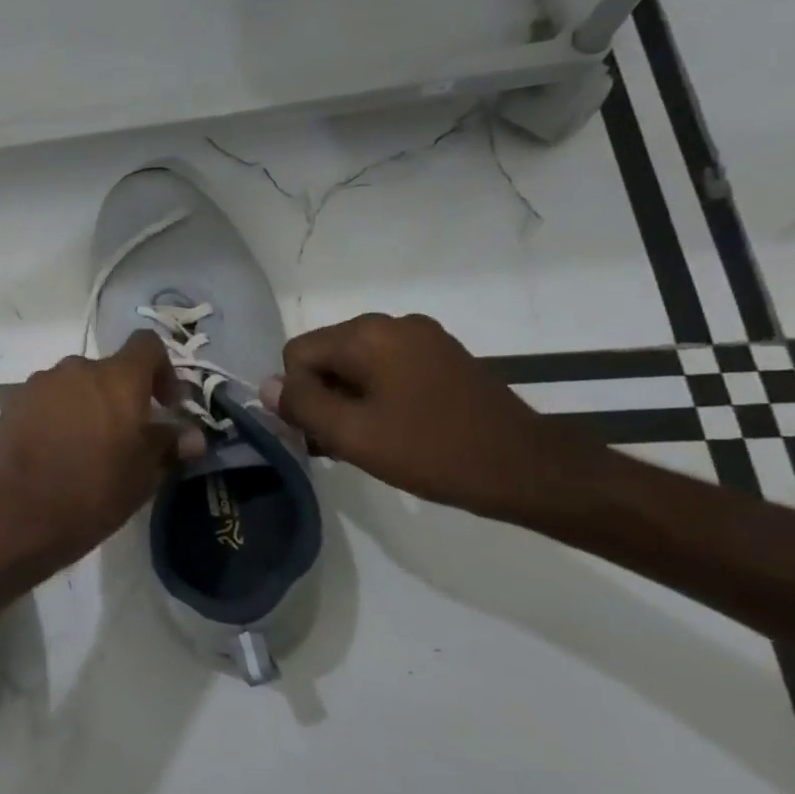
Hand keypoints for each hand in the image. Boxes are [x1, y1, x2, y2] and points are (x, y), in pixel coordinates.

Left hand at [0, 330, 198, 568]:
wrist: (16, 514)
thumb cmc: (92, 492)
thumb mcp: (143, 476)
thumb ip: (169, 446)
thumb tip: (193, 436)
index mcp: (118, 378)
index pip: (147, 344)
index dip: (162, 370)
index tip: (166, 405)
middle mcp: (77, 368)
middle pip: (108, 370)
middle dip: (121, 397)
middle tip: (125, 437)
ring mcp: (40, 382)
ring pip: (75, 385)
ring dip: (87, 406)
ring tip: (86, 448)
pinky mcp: (13, 402)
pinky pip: (46, 400)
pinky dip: (57, 416)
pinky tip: (55, 452)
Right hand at [262, 314, 601, 522]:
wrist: (528, 469)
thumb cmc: (433, 451)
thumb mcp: (354, 435)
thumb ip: (302, 406)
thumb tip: (266, 385)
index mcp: (368, 334)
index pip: (297, 354)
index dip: (299, 396)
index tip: (322, 435)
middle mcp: (393, 323)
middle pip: (326, 355)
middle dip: (323, 397)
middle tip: (343, 444)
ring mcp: (422, 338)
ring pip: (355, 364)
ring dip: (349, 400)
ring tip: (369, 442)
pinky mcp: (443, 356)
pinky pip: (387, 368)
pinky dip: (377, 396)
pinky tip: (394, 430)